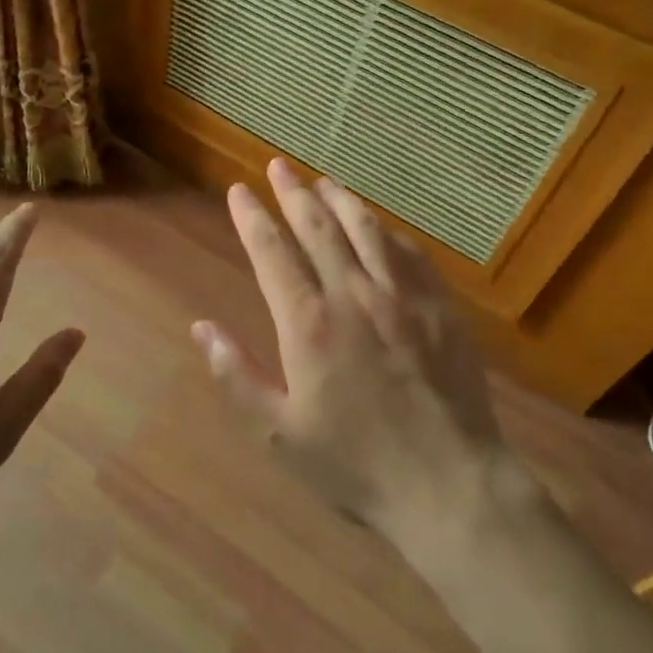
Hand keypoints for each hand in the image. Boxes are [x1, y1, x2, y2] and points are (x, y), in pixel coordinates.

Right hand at [192, 160, 506, 560]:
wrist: (450, 486)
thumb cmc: (356, 465)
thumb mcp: (279, 434)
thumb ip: (237, 377)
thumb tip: (201, 327)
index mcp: (309, 324)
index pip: (272, 253)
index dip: (252, 218)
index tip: (238, 191)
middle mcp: (354, 295)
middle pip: (318, 227)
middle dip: (293, 192)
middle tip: (278, 167)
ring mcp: (403, 297)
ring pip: (366, 230)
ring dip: (340, 200)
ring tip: (322, 181)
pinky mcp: (441, 308)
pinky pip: (410, 253)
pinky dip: (387, 232)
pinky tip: (379, 226)